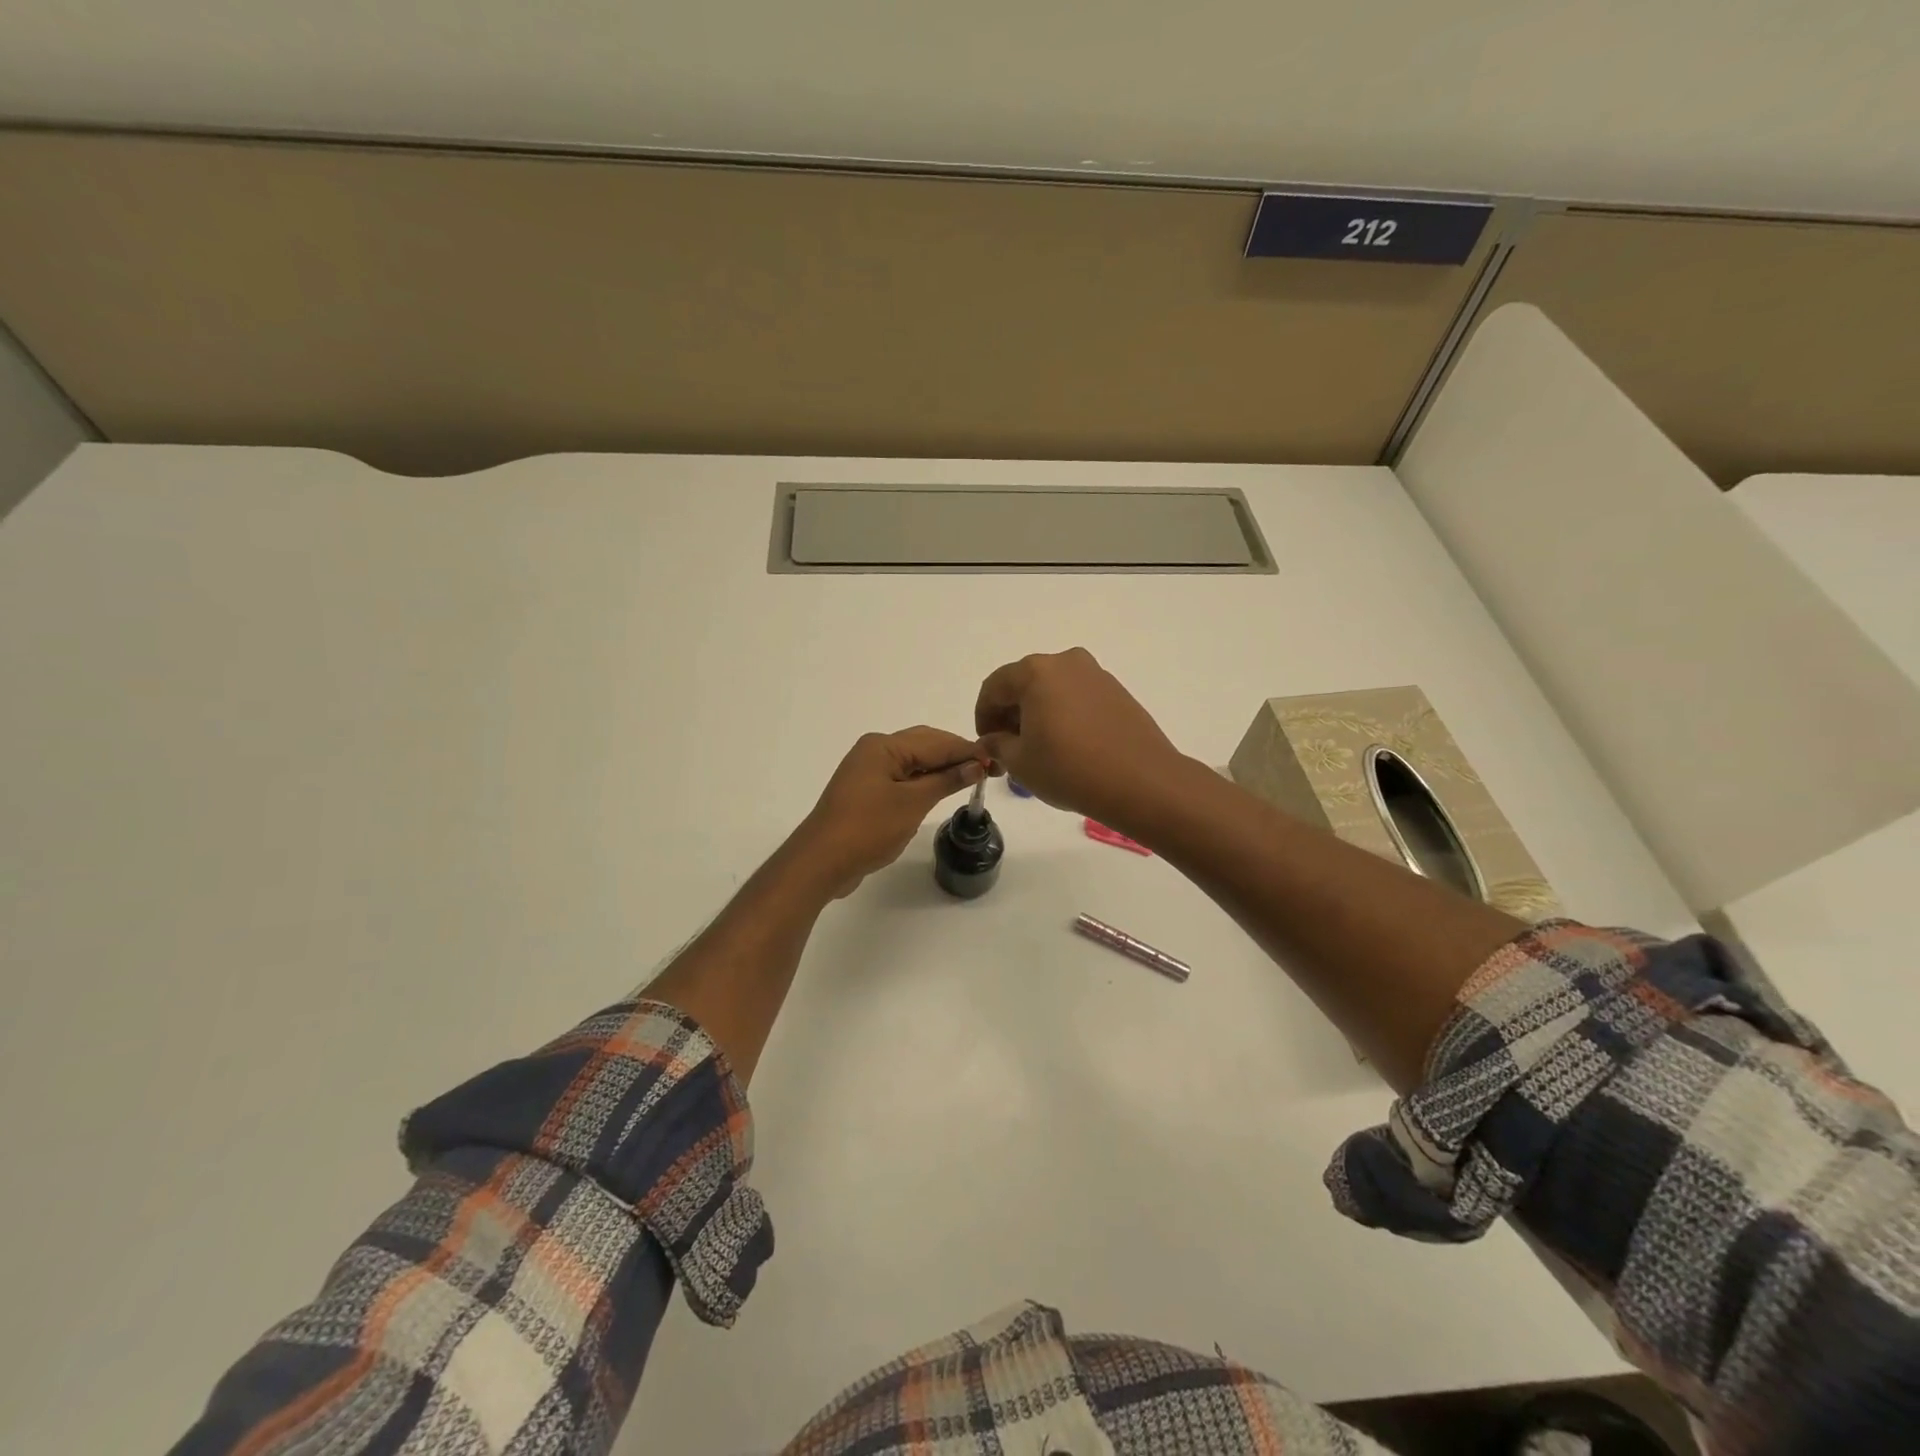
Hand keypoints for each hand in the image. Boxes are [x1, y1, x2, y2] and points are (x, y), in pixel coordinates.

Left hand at [791, 727, 988, 897]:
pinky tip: (939, 792)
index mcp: (883, 746)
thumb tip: (976, 765)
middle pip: (923, 746)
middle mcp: (874, 751)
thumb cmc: (868, 828)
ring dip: (940, 769)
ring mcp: (867, 771)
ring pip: (913, 762)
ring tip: (970, 780)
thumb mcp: (912, 803)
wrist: (821, 861)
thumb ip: (945, 781)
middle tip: (987, 771)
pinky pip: (901, 779)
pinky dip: (923, 783)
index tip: (996, 762)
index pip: (935, 741)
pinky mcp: (865, 792)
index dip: (966, 750)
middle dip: (955, 756)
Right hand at [973, 648, 1184, 828]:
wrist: (1141, 782)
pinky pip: (1078, 698)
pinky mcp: (1118, 692)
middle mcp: (1066, 663)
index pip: (994, 687)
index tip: (986, 744)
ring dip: (1038, 714)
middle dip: (1011, 714)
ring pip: (1053, 690)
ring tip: (1039, 750)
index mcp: (1036, 671)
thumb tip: (992, 739)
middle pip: (1024, 683)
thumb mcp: (1020, 762)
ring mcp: (1096, 675)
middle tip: (1009, 749)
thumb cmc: (1069, 769)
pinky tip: (1068, 746)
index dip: (983, 716)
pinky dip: (1064, 715)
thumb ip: (997, 745)